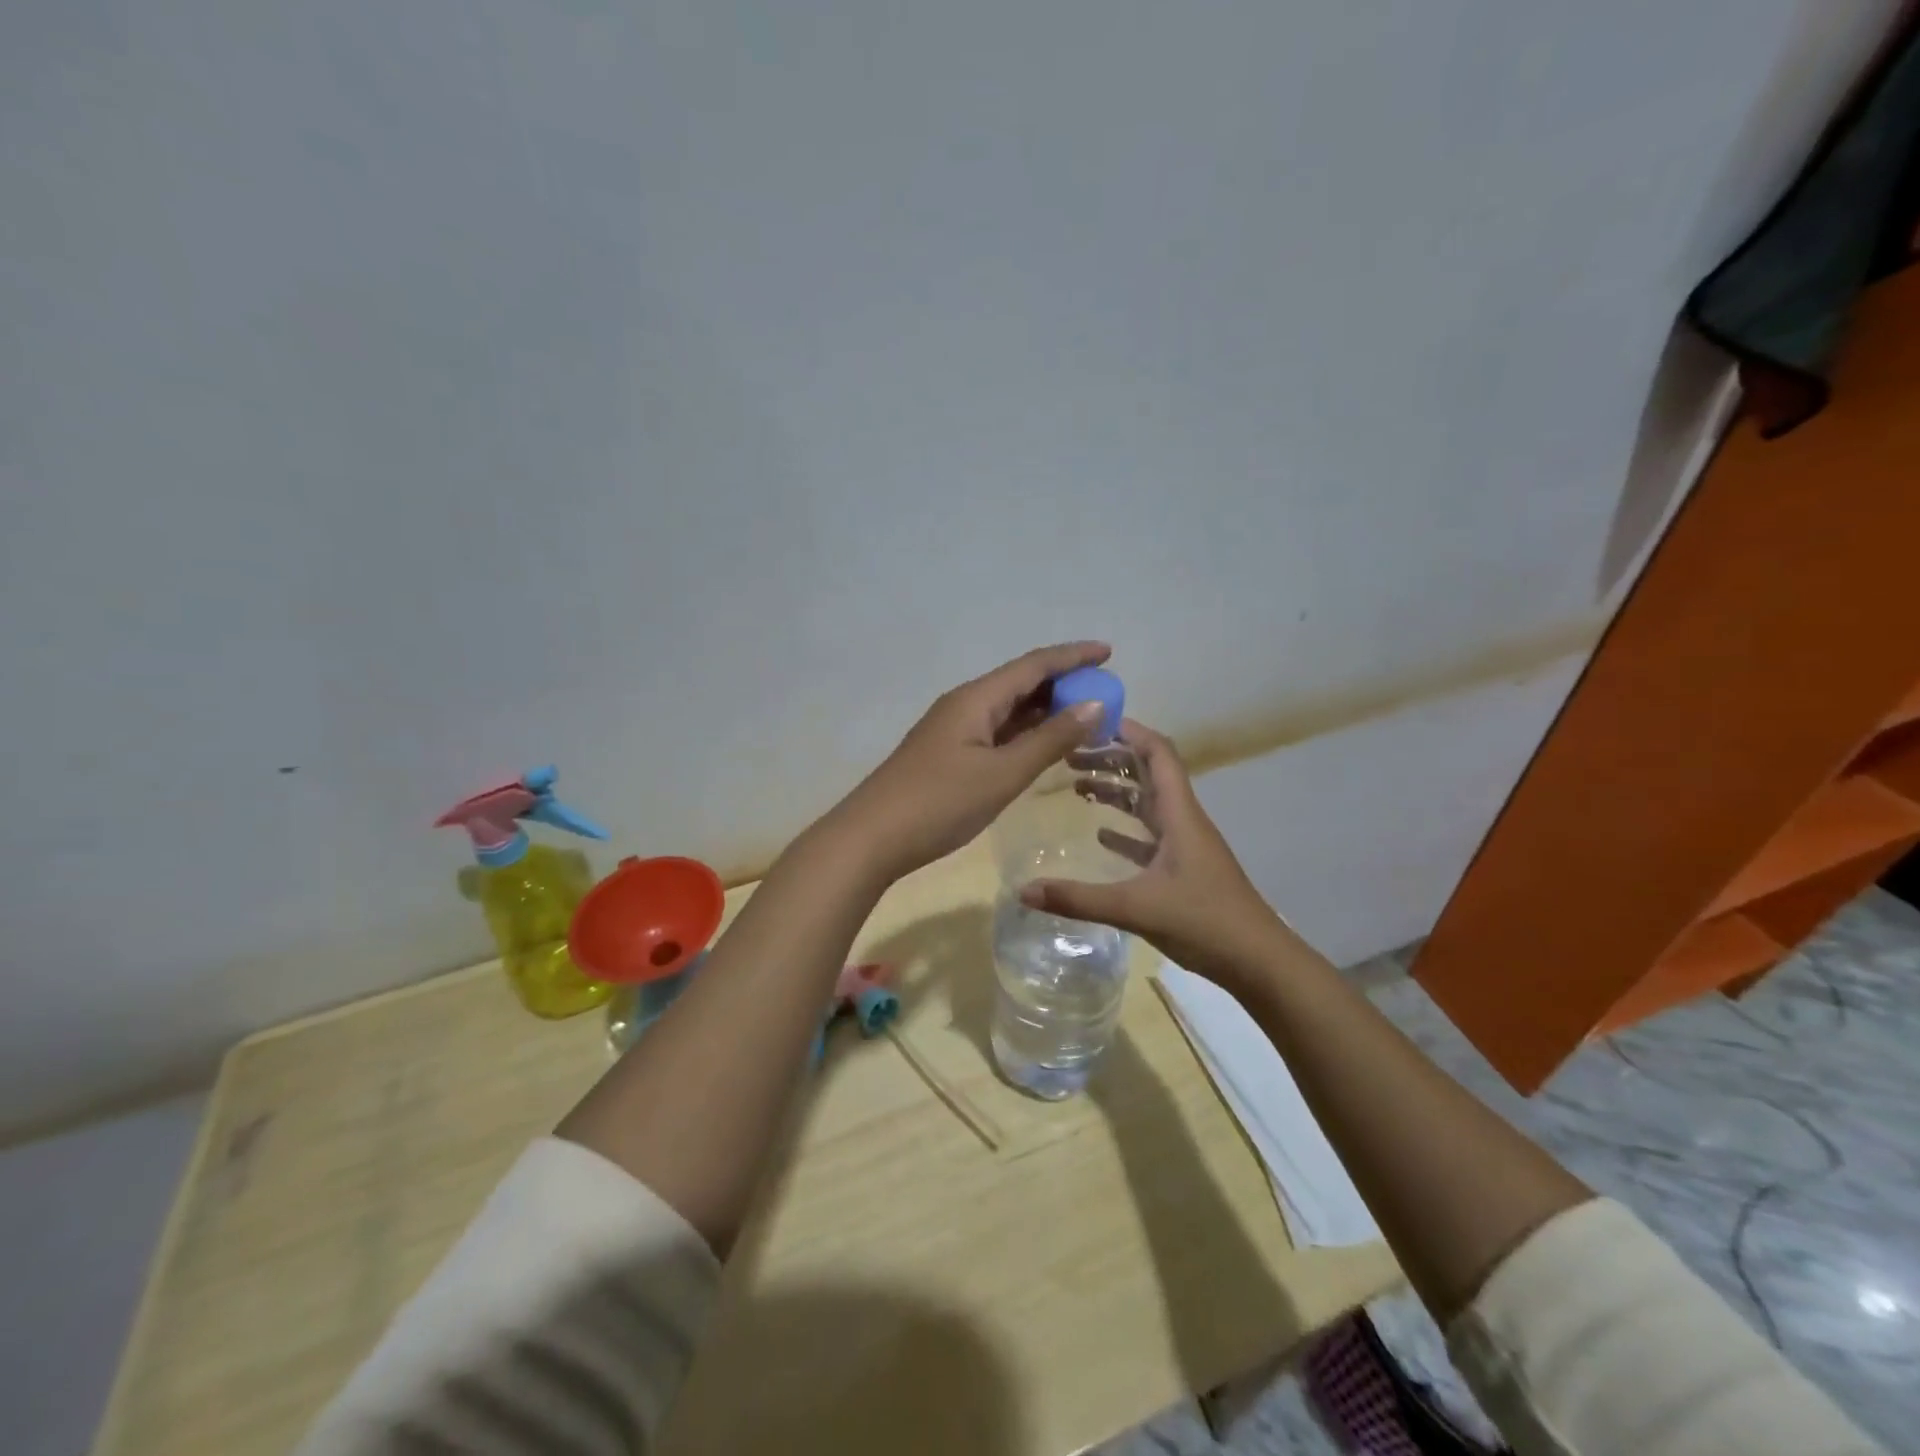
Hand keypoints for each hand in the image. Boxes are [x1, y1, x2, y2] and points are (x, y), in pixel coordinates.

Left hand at [831, 642, 1111, 880]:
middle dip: (1064, 683)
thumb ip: (1050, 740)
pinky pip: (997, 732)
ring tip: (1086, 716)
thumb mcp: (1002, 774)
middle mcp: (965, 705)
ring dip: (1046, 710)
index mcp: (977, 698)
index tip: (1109, 651)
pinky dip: (1026, 733)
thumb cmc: (940, 803)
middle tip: (1105, 692)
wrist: (872, 838)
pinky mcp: (950, 754)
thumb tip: (1094, 704)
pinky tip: (1045, 745)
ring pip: (1009, 710)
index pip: (1034, 665)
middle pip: (1021, 683)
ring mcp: (954, 730)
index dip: (1073, 656)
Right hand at [1021, 720, 1287, 987]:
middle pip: (1147, 773)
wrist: (1258, 961)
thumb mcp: (1136, 908)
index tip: (1091, 722)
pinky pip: (1149, 836)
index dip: (1129, 731)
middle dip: (1111, 758)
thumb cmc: (1204, 922)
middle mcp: (1183, 820)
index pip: (1158, 754)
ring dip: (1116, 791)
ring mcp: (1185, 845)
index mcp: (1179, 814)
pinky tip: (1100, 835)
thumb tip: (1023, 891)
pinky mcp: (1183, 869)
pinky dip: (1125, 828)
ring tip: (1076, 786)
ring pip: (1147, 803)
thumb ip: (1077, 899)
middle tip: (1069, 755)